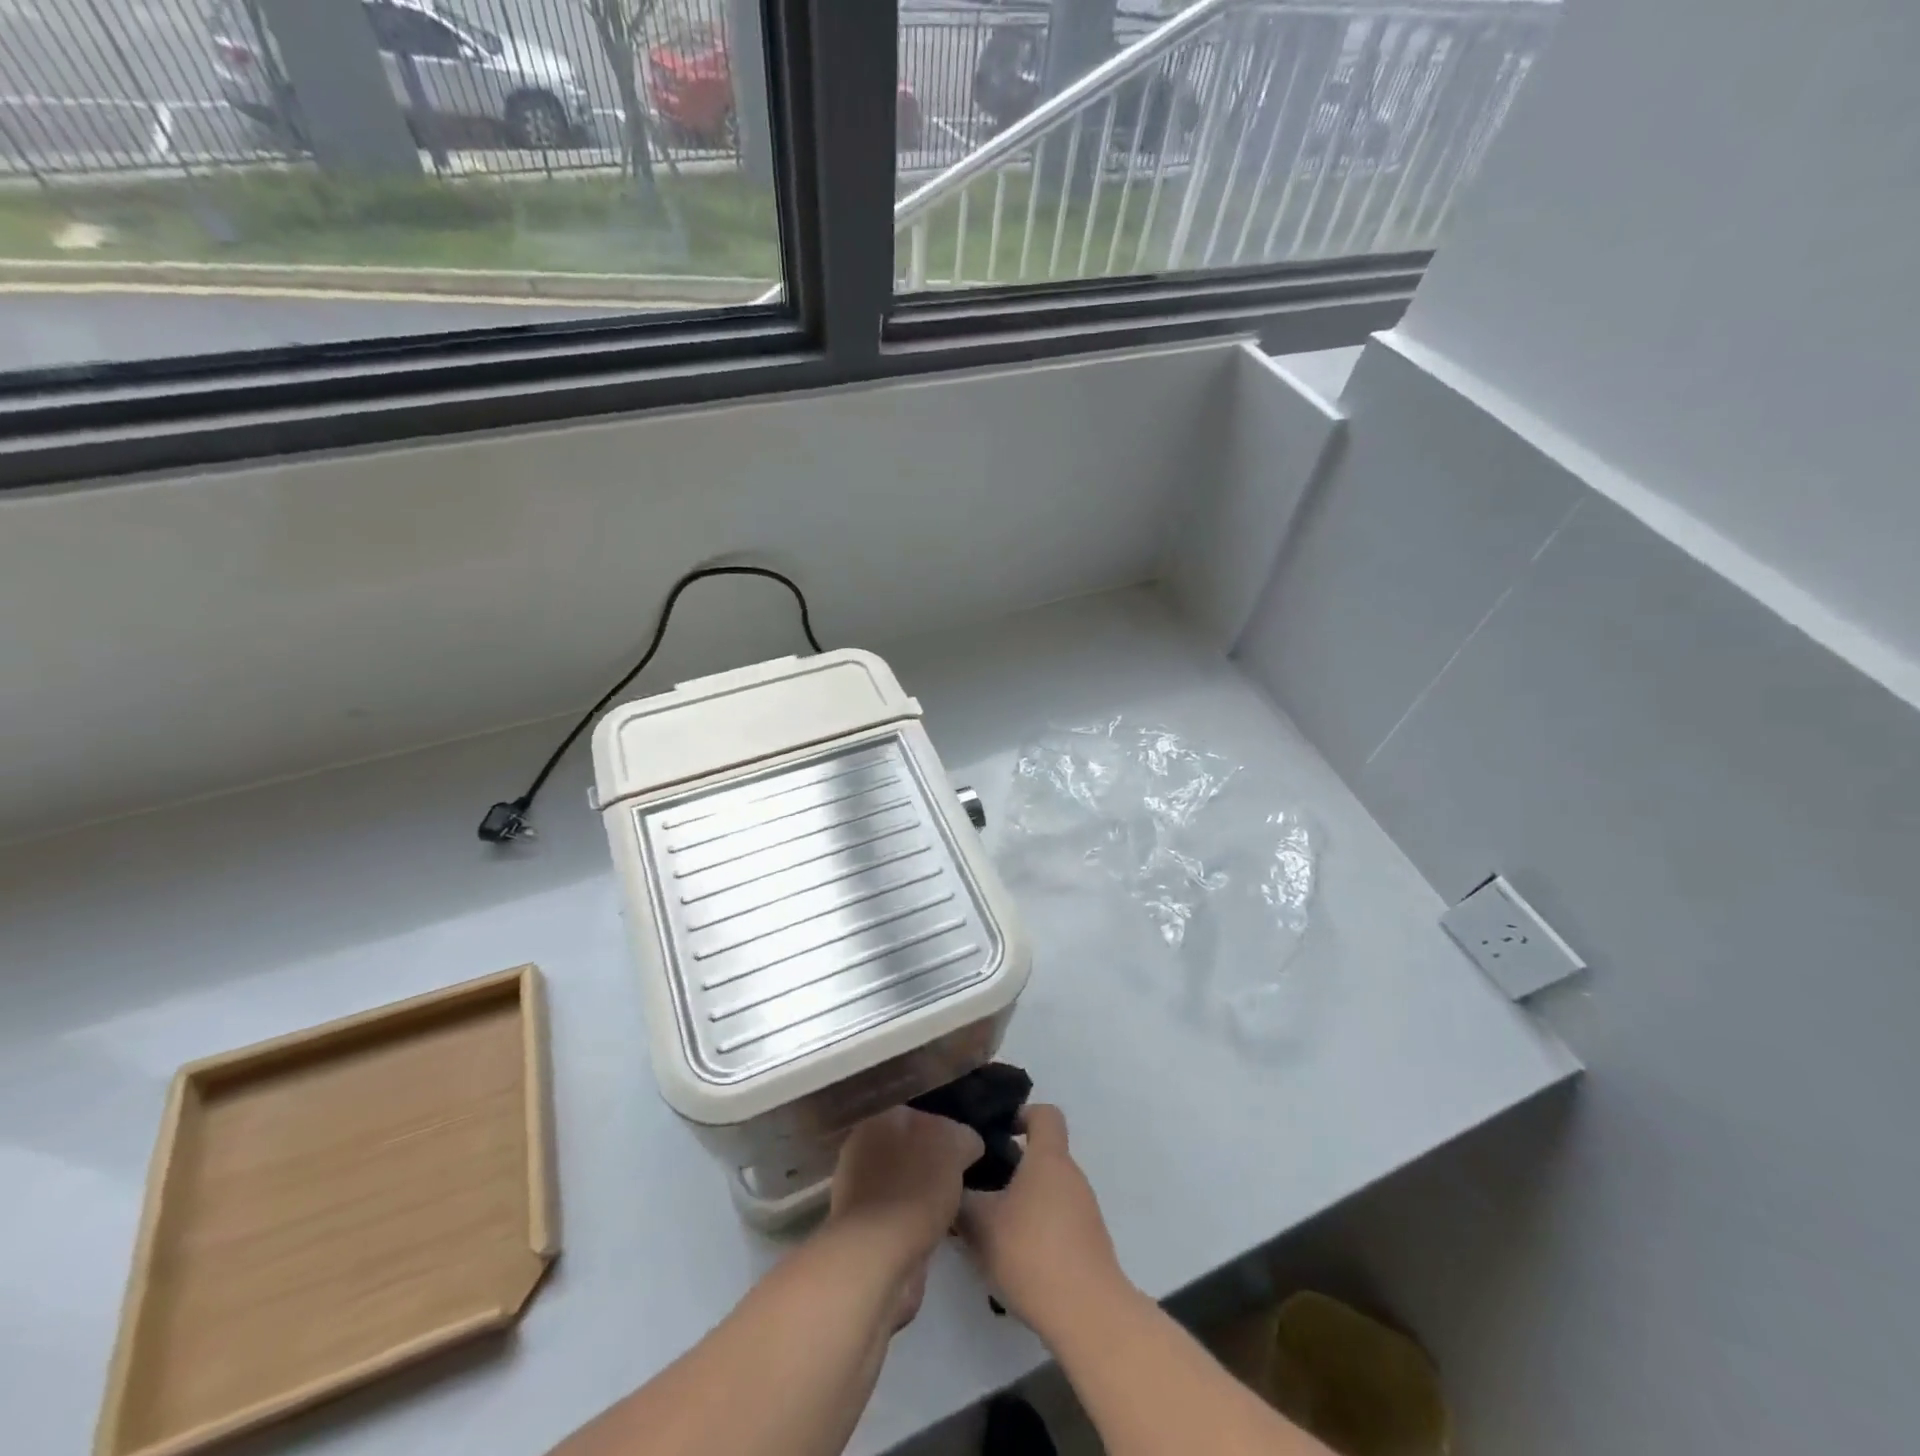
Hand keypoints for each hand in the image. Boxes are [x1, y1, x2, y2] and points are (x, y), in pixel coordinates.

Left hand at [828, 1107, 982, 1285]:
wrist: (876, 1254)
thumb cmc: (916, 1188)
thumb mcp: (954, 1146)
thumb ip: (963, 1138)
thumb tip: (967, 1145)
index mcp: (886, 1119)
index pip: (928, 1119)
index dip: (951, 1137)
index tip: (970, 1159)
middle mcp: (868, 1147)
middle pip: (913, 1150)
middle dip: (935, 1165)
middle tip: (963, 1185)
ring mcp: (860, 1189)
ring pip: (905, 1183)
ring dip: (925, 1195)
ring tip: (953, 1213)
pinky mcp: (863, 1228)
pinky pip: (900, 1216)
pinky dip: (916, 1223)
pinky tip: (936, 1234)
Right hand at [956, 1105, 1126, 1335]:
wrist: (1088, 1315)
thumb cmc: (1032, 1253)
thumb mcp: (980, 1224)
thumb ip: (961, 1198)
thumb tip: (950, 1184)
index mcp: (1049, 1157)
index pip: (1045, 1113)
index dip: (1021, 1115)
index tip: (995, 1133)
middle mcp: (1071, 1175)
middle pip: (1041, 1154)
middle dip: (1009, 1166)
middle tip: (978, 1186)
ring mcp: (1084, 1210)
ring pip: (1047, 1189)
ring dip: (1020, 1200)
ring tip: (989, 1226)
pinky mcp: (1088, 1242)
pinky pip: (1057, 1218)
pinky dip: (1036, 1227)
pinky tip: (1013, 1257)